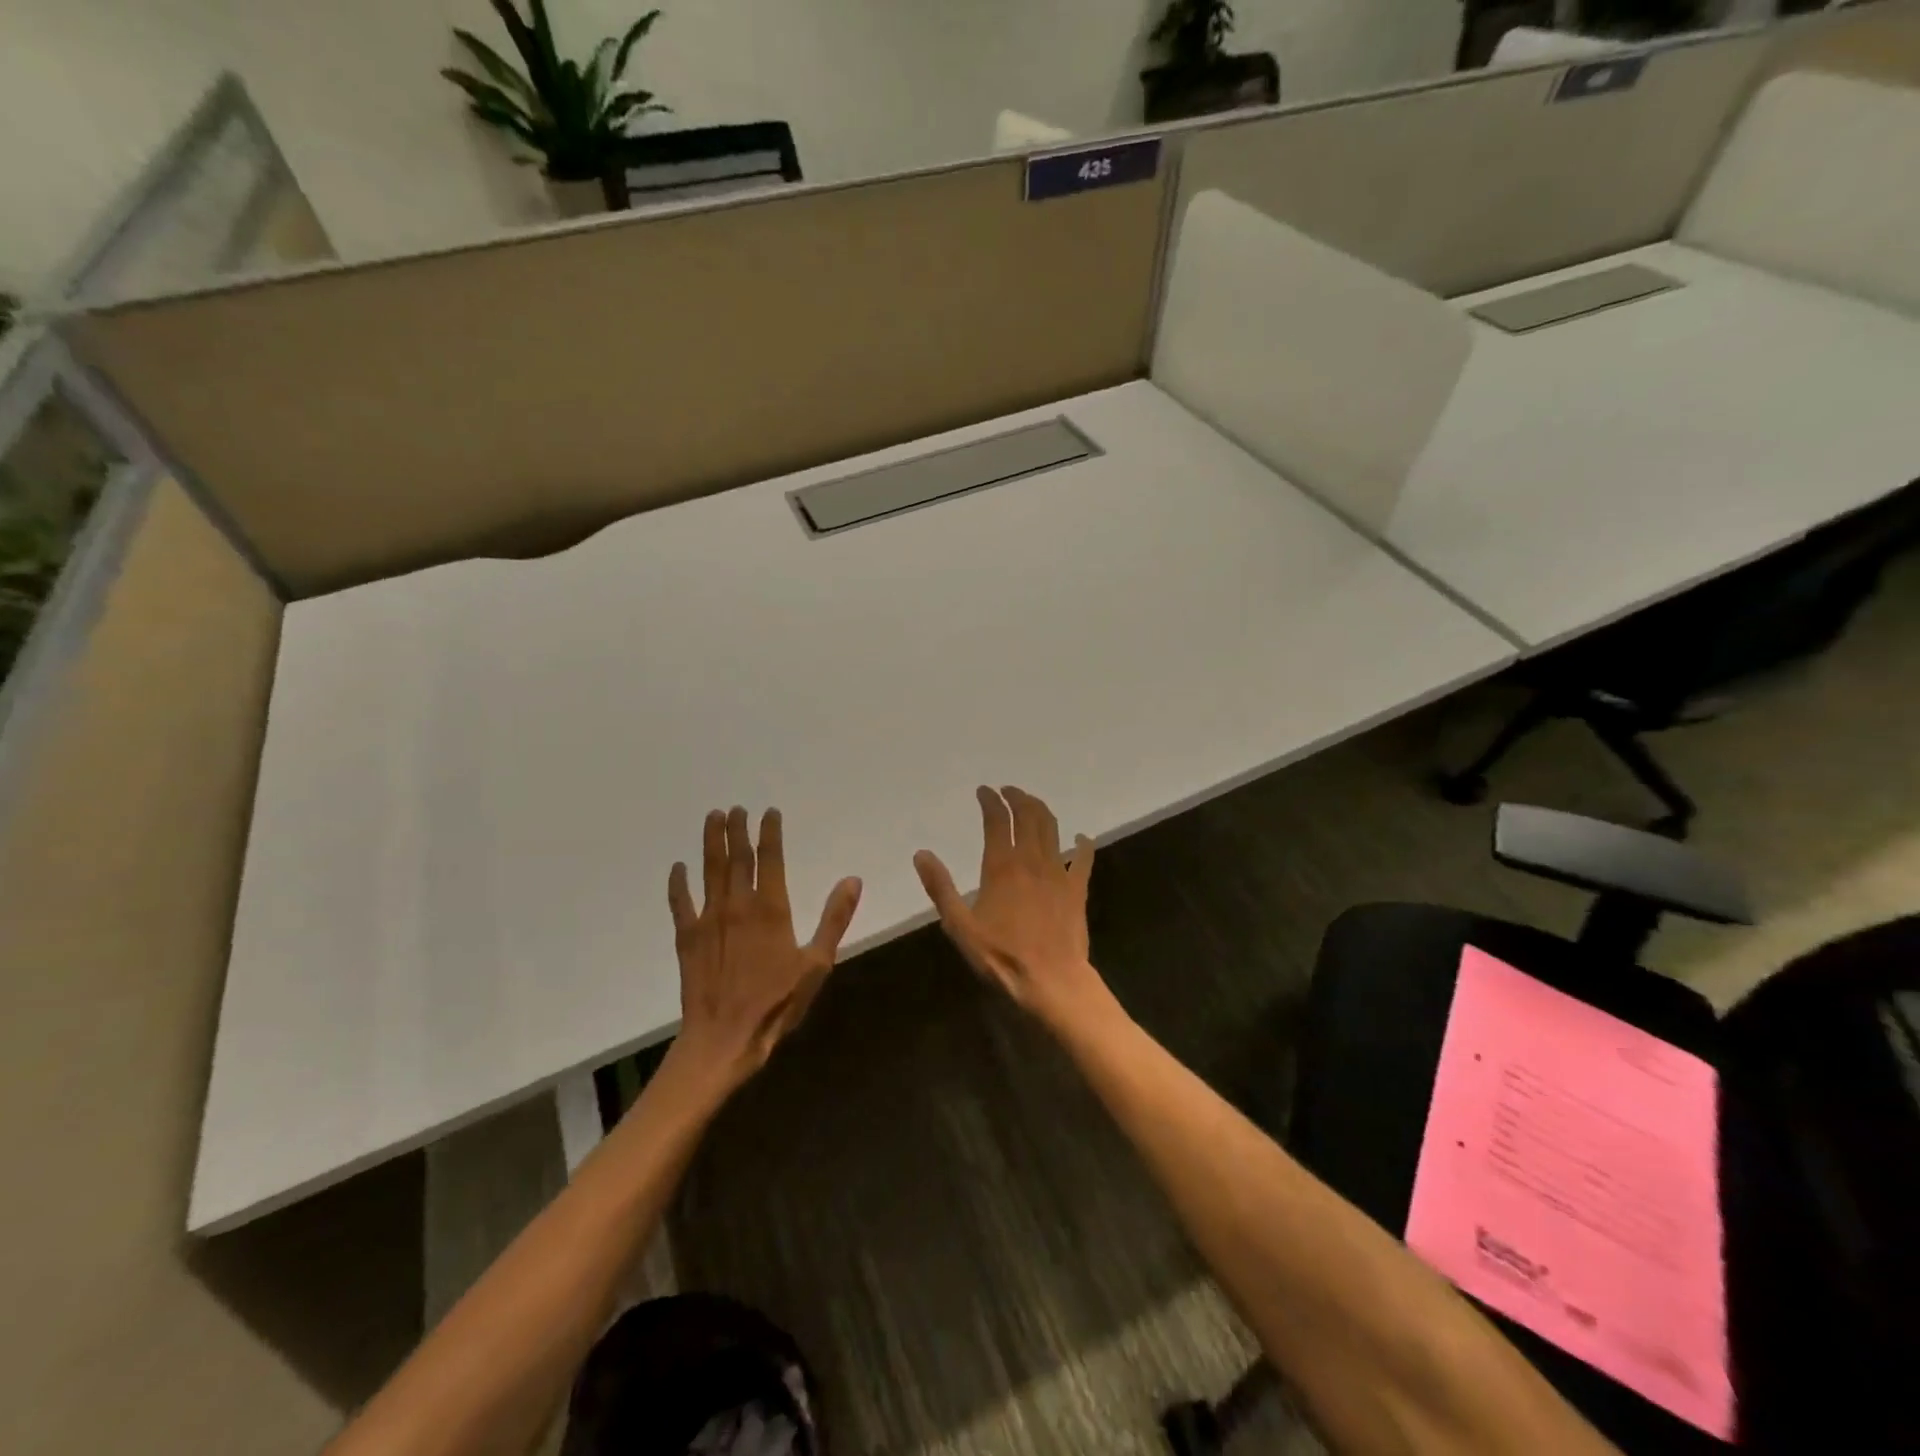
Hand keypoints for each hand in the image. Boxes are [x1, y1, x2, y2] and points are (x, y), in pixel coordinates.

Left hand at [665, 806, 861, 1088]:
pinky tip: (678, 868)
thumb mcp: (817, 964)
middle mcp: (738, 905)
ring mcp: (708, 919)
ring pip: (709, 871)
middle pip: (737, 858)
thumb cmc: (776, 1003)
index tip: (768, 812)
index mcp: (771, 909)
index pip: (770, 859)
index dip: (769, 833)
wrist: (724, 1038)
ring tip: (712, 818)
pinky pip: (680, 903)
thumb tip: (852, 880)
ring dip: (711, 843)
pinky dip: (678, 883)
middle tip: (736, 808)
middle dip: (737, 830)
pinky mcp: (687, 937)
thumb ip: (834, 919)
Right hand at [913, 786, 1107, 1028]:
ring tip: (1032, 804)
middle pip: (1028, 815)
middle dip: (1017, 797)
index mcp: (1002, 866)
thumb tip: (921, 854)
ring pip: (1052, 829)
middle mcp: (1031, 860)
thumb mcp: (960, 926)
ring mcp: (1058, 873)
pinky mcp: (1077, 889)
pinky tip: (1081, 839)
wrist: (1052, 981)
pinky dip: (1082, 844)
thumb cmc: (1001, 956)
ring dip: (1041, 810)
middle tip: (1008, 791)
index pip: (997, 820)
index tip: (984, 791)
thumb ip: (940, 888)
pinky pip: (1083, 859)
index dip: (990, 801)